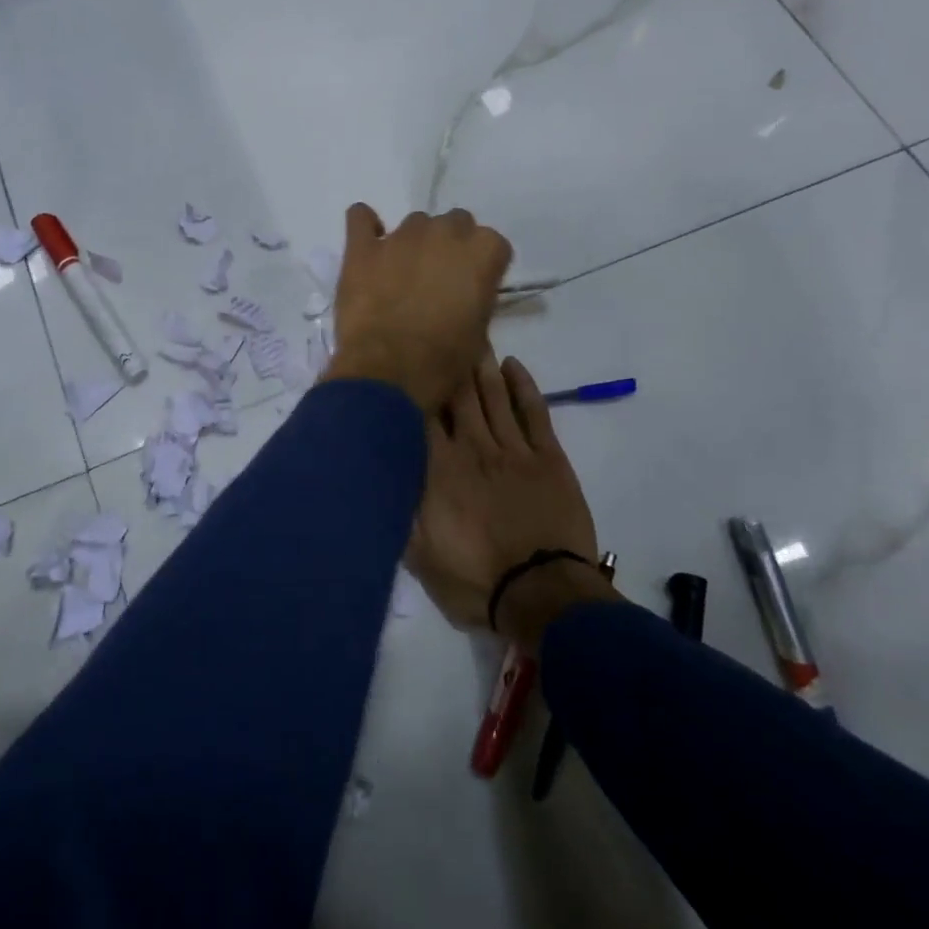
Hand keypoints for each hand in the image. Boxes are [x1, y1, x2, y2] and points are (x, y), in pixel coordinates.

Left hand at [321, 204, 512, 412]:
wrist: (391, 371)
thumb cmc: (444, 359)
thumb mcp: (480, 331)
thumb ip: (475, 296)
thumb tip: (462, 293)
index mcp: (483, 251)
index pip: (491, 244)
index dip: (481, 266)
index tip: (471, 288)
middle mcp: (445, 232)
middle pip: (454, 223)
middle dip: (449, 246)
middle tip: (437, 280)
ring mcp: (401, 236)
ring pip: (414, 223)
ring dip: (413, 243)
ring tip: (401, 275)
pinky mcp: (363, 247)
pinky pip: (360, 217)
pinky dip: (365, 225)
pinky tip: (368, 244)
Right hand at [406, 354, 615, 640]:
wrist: (543, 595)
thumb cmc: (476, 580)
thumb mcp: (418, 556)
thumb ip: (398, 509)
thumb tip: (380, 475)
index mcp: (438, 470)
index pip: (420, 415)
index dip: (412, 385)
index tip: (403, 361)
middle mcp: (473, 448)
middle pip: (457, 394)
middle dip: (447, 362)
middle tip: (439, 333)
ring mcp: (513, 450)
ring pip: (493, 395)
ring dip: (481, 365)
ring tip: (471, 337)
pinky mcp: (548, 458)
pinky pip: (534, 412)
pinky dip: (524, 386)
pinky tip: (513, 366)